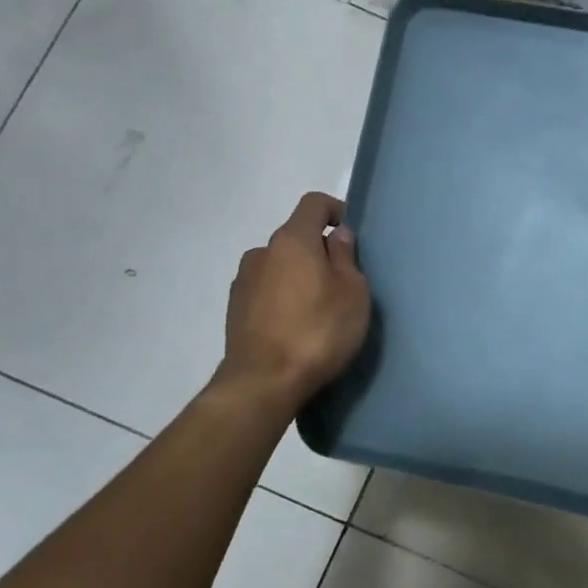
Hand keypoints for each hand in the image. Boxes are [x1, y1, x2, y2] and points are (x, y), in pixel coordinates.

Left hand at [214, 192, 370, 407]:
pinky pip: (266, 290)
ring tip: (318, 309)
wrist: (264, 383)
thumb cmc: (319, 331)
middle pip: (296, 237)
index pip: (313, 204)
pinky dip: (283, 298)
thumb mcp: (352, 293)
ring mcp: (243, 281)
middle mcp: (262, 252)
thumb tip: (337, 236)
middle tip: (342, 282)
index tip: (351, 236)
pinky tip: (296, 327)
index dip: (335, 210)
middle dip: (319, 251)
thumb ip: (345, 257)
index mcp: (292, 240)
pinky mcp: (235, 310)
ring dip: (299, 276)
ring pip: (280, 266)